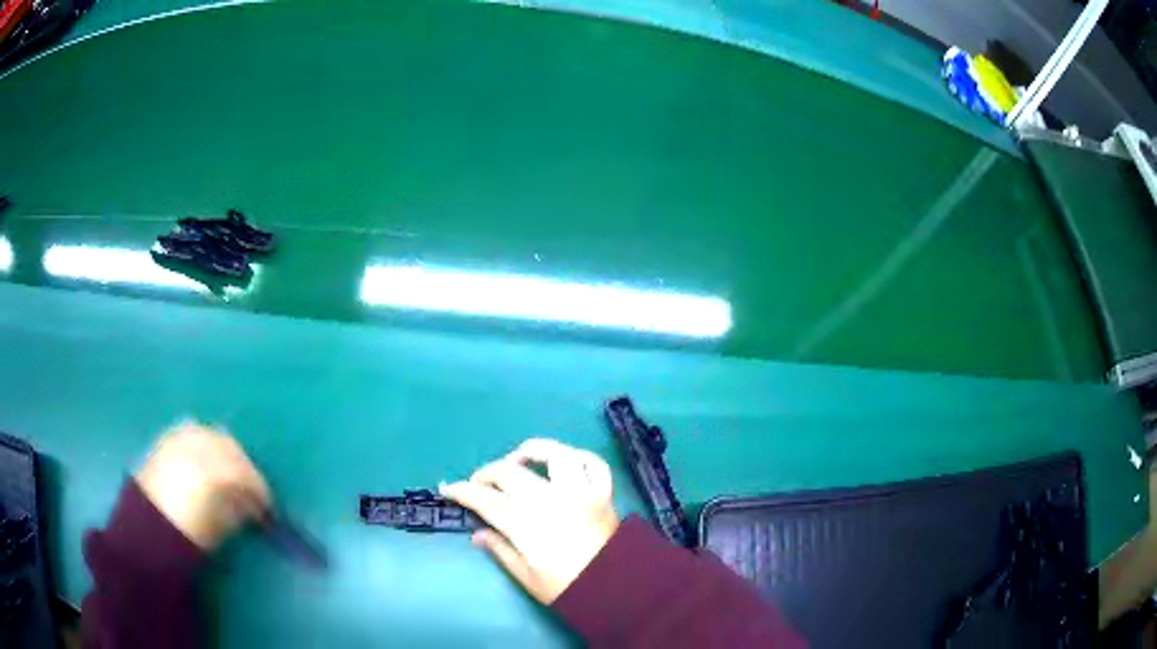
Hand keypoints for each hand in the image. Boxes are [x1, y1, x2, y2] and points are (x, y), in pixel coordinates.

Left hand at [135, 422, 270, 549]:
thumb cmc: (184, 536)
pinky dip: (202, 442)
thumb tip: (250, 504)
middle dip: (242, 463)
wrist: (145, 532)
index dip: (259, 488)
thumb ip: (236, 511)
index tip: (266, 504)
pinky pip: (189, 433)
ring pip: (208, 434)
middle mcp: (195, 448)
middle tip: (249, 486)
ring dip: (223, 450)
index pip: (244, 473)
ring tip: (227, 472)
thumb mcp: (216, 529)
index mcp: (211, 473)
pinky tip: (205, 460)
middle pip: (227, 445)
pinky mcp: (164, 441)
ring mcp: (177, 441)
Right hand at [441, 438, 619, 603]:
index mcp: (528, 524)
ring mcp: (581, 493)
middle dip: (487, 474)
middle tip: (479, 484)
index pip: (486, 500)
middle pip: (510, 474)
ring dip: (533, 451)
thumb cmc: (568, 589)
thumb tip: (478, 534)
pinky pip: (595, 464)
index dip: (463, 492)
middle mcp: (552, 500)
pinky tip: (564, 464)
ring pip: (555, 455)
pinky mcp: (604, 494)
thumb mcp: (527, 577)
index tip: (448, 488)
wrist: (617, 590)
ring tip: (518, 460)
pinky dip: (579, 458)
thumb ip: (501, 550)